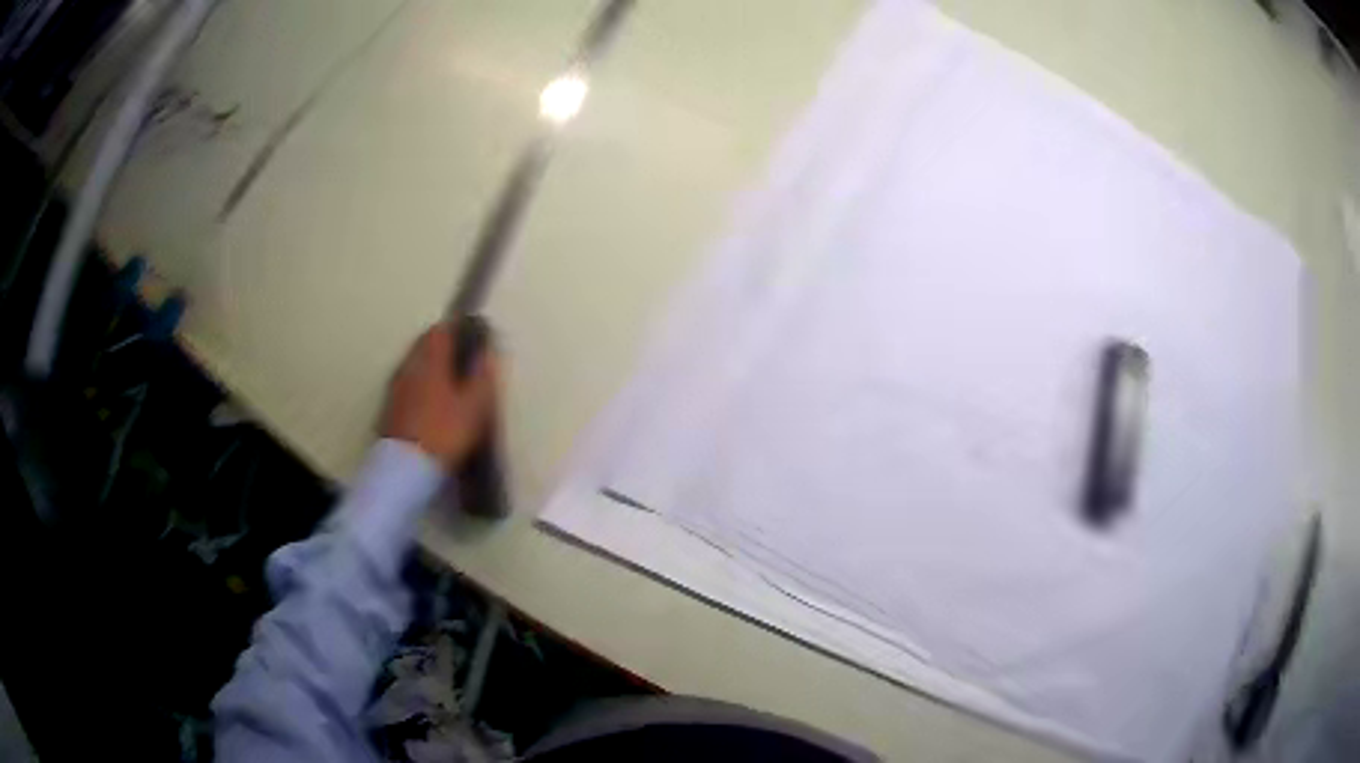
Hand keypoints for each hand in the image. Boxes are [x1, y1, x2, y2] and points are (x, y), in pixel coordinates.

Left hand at [381, 322, 499, 468]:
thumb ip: (482, 375)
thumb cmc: (445, 432)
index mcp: (430, 359)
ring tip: (449, 382)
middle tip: (462, 359)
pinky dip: (420, 386)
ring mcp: (396, 387)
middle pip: (424, 345)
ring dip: (430, 367)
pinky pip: (407, 385)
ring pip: (415, 365)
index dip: (457, 329)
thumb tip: (488, 351)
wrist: (405, 469)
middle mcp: (409, 366)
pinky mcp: (389, 408)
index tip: (472, 336)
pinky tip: (431, 403)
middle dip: (442, 347)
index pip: (441, 330)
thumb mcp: (475, 406)